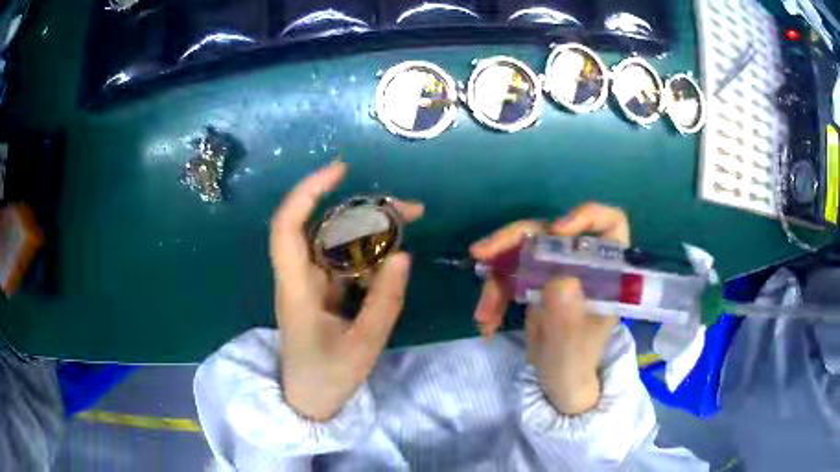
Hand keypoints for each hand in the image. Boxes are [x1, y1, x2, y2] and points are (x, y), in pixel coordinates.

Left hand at [270, 161, 423, 420]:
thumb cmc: (327, 378)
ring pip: (336, 242)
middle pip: (322, 227)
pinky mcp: (322, 292)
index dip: (308, 193)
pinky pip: (345, 261)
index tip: (341, 170)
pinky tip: (393, 255)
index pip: (288, 227)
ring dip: (371, 229)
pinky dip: (369, 253)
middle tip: (408, 208)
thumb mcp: (363, 345)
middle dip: (363, 209)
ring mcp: (310, 283)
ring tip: (409, 222)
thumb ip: (384, 301)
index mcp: (295, 288)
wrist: (309, 402)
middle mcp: (298, 277)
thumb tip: (403, 255)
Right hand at [469, 203, 629, 414]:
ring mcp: (556, 270)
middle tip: (481, 253)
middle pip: (549, 232)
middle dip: (512, 241)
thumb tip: (559, 280)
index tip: (557, 230)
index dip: (587, 217)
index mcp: (606, 272)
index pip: (610, 225)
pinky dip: (493, 295)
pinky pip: (509, 274)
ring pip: (521, 251)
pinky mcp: (535, 281)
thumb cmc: (574, 364)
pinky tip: (486, 323)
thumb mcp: (571, 346)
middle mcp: (581, 263)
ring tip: (483, 316)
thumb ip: (567, 317)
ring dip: (496, 279)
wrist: (557, 381)